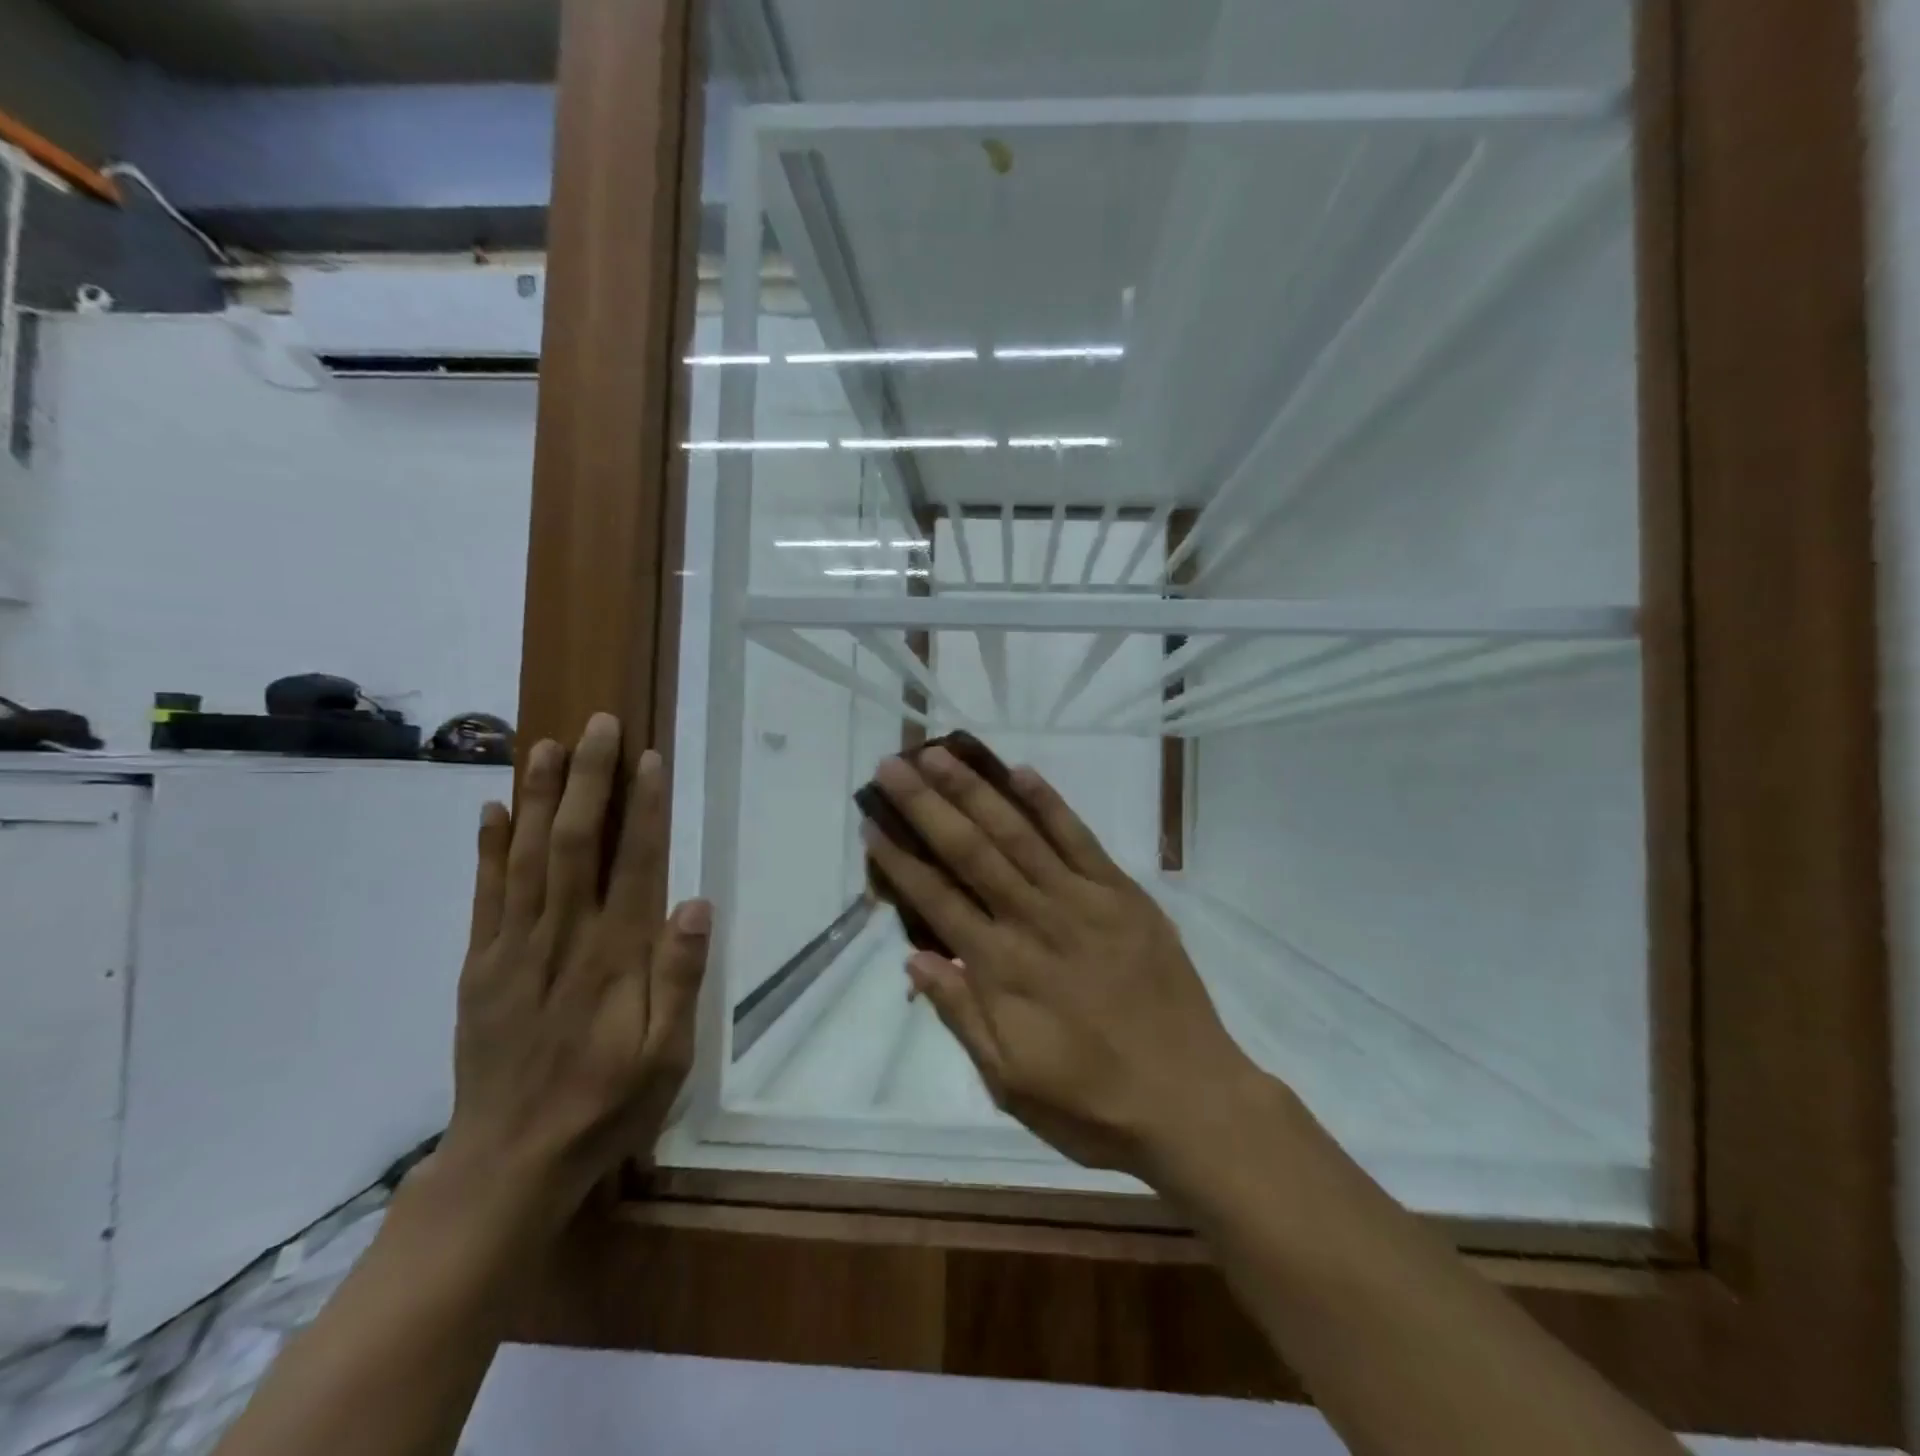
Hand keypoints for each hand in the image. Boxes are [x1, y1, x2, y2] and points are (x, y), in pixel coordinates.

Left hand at [437, 713, 710, 1228]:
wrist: (510, 1162)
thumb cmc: (607, 1104)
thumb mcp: (669, 1056)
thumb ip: (681, 977)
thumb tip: (697, 903)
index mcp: (615, 957)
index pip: (635, 864)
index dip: (643, 808)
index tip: (647, 759)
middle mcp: (562, 938)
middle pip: (575, 843)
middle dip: (587, 780)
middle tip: (597, 725)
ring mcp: (511, 950)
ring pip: (525, 857)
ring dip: (536, 797)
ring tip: (545, 745)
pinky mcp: (478, 967)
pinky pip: (482, 897)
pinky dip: (486, 850)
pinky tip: (491, 810)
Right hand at [862, 747, 1263, 1177]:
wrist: (1193, 1101)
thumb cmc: (1093, 1104)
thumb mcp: (1010, 1083)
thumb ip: (961, 1015)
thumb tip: (914, 959)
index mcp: (1002, 970)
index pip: (937, 900)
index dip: (901, 861)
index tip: (872, 826)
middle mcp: (1035, 921)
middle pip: (971, 851)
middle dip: (927, 805)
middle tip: (892, 765)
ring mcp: (1083, 901)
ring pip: (1019, 833)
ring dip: (976, 790)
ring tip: (941, 754)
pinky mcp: (1124, 895)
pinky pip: (1081, 839)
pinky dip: (1050, 804)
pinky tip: (1021, 772)